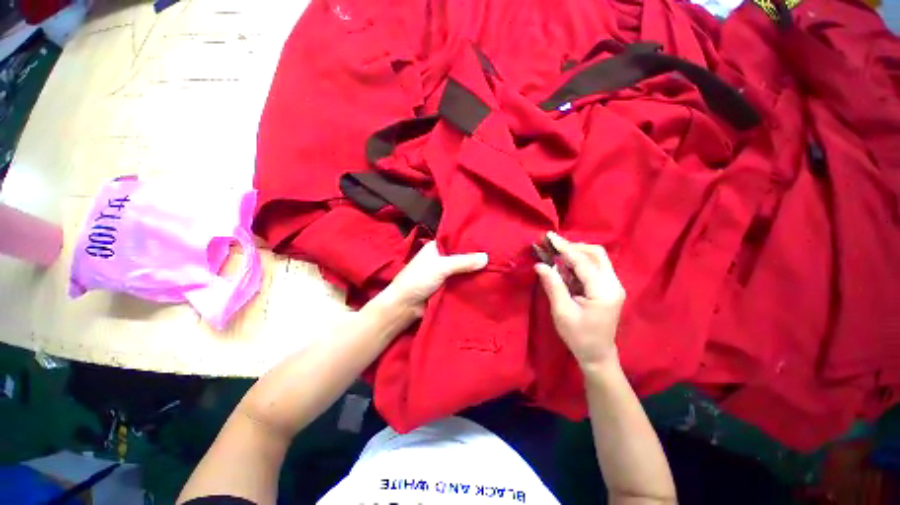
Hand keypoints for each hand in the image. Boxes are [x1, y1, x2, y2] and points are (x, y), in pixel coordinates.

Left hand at [379, 241, 488, 316]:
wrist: (405, 306)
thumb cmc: (418, 280)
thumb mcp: (440, 267)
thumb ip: (463, 262)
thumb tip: (486, 258)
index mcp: (437, 247)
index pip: (457, 239)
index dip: (472, 240)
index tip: (490, 240)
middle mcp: (442, 258)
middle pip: (463, 256)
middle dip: (477, 257)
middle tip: (498, 255)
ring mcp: (446, 274)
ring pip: (464, 270)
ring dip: (476, 271)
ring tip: (498, 267)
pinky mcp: (449, 287)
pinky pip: (463, 282)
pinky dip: (472, 282)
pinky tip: (489, 281)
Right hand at [535, 232, 625, 369]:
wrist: (597, 354)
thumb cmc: (579, 336)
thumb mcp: (562, 312)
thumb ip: (553, 285)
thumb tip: (539, 265)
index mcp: (603, 291)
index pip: (583, 261)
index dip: (564, 247)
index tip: (549, 236)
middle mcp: (613, 284)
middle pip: (596, 254)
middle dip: (573, 247)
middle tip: (552, 247)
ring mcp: (613, 285)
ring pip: (596, 258)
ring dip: (575, 254)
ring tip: (555, 255)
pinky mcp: (608, 288)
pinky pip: (594, 267)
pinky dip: (578, 263)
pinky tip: (564, 267)